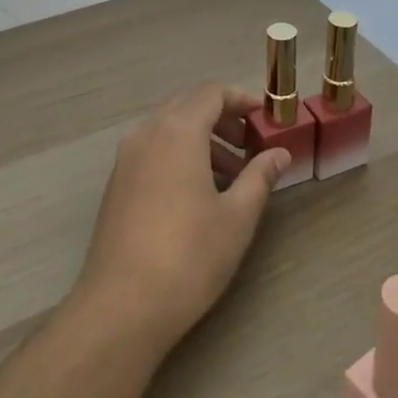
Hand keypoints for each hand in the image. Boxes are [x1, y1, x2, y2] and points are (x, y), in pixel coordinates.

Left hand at [73, 81, 288, 355]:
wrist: (122, 306)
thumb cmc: (188, 256)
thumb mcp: (237, 217)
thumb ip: (260, 176)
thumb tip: (279, 153)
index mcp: (177, 131)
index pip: (211, 92)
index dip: (241, 99)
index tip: (264, 118)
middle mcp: (147, 133)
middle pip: (188, 104)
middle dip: (222, 117)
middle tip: (250, 144)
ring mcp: (126, 158)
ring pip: (169, 128)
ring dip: (201, 138)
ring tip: (231, 175)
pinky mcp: (117, 183)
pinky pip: (153, 149)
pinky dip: (179, 154)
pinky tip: (198, 192)